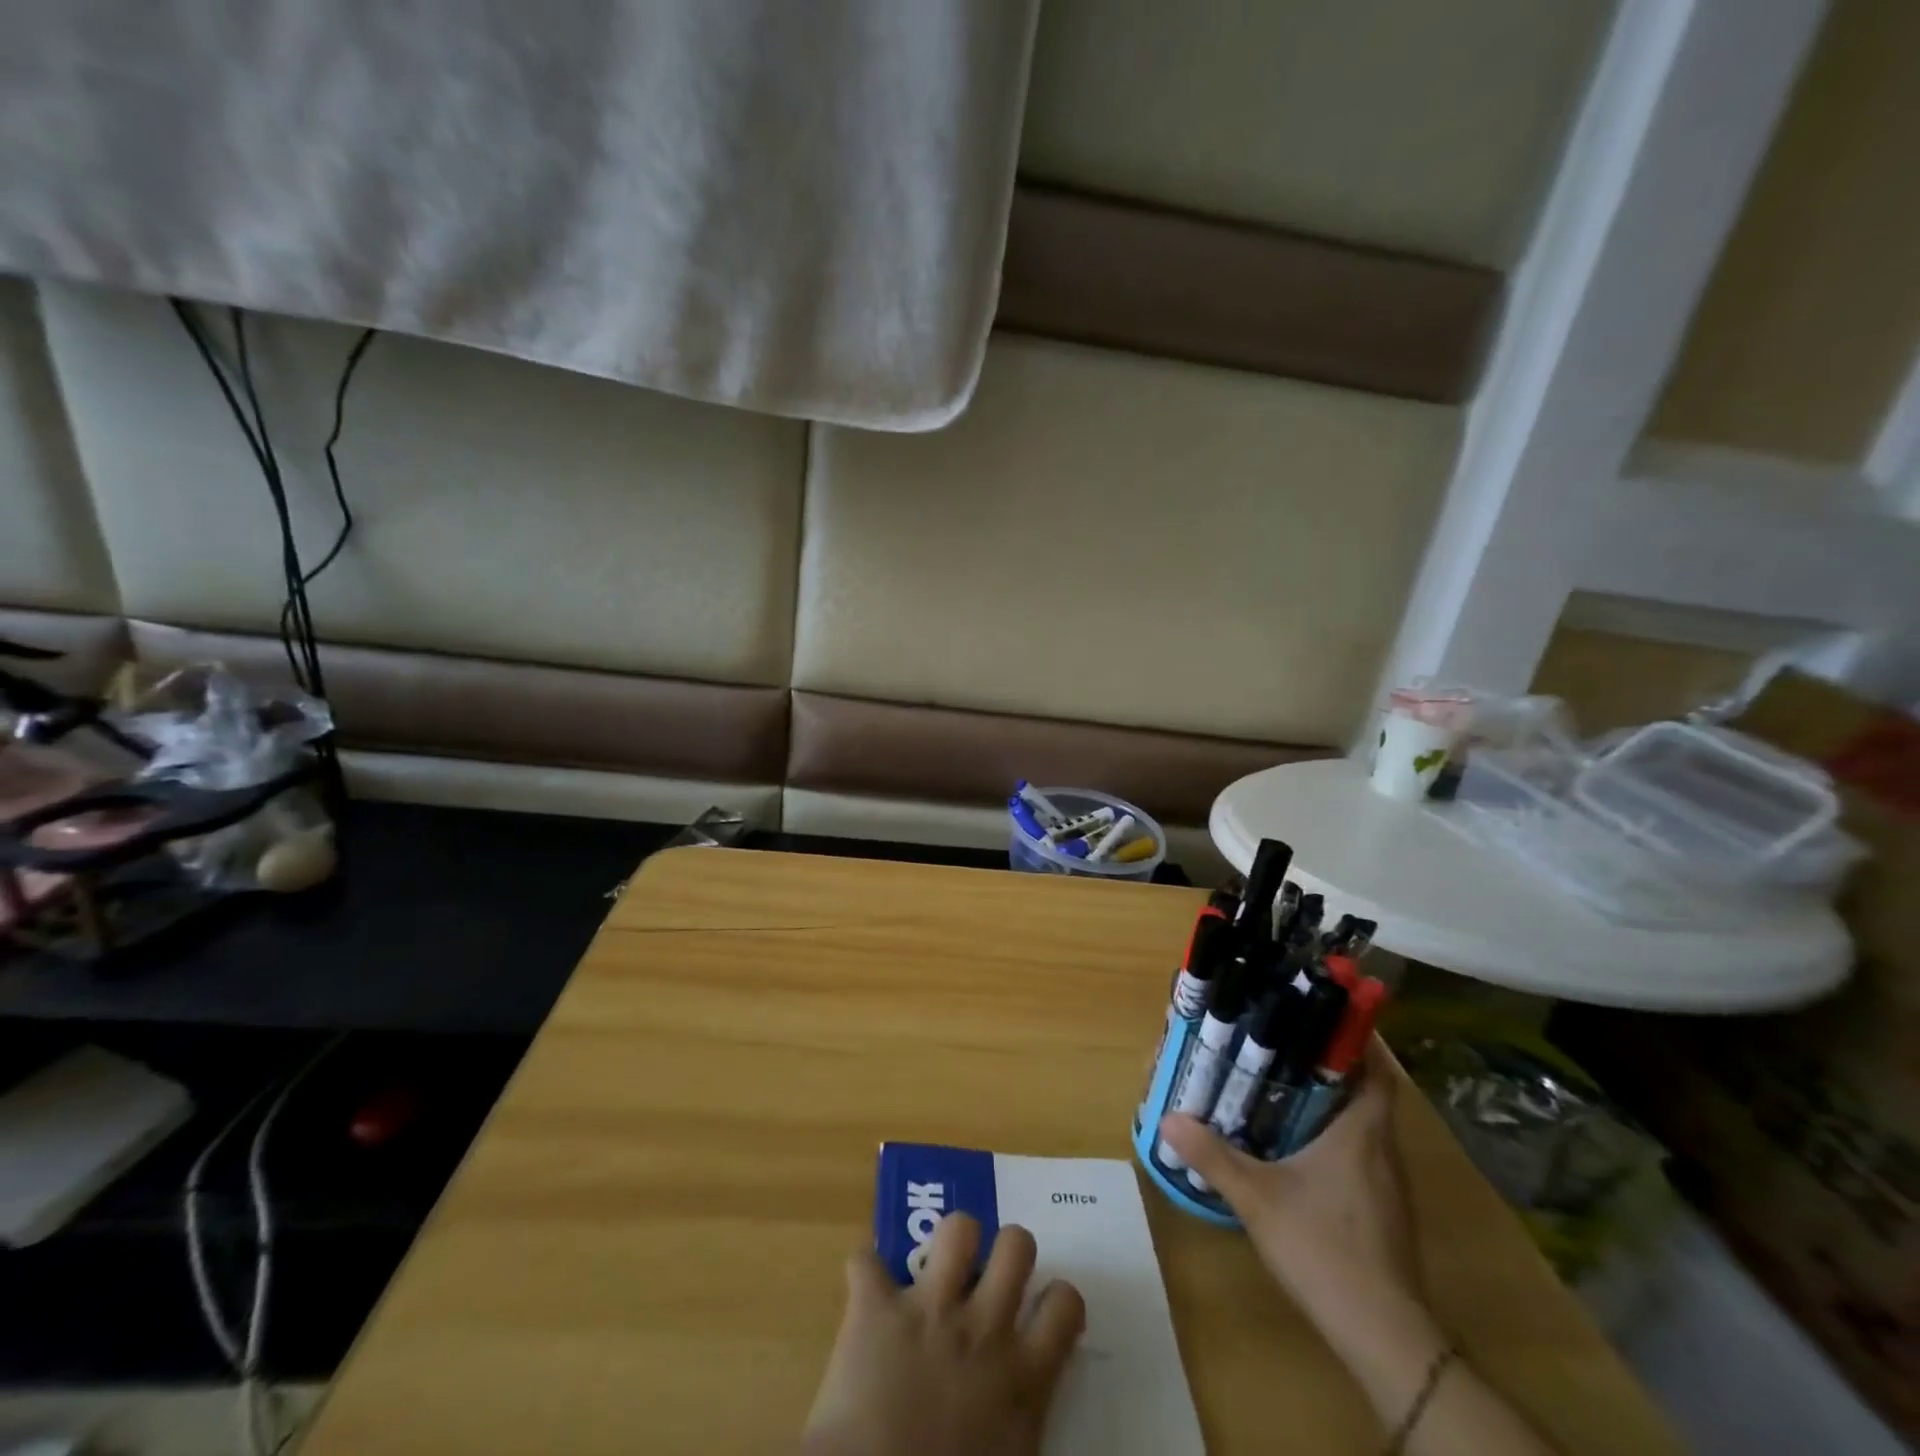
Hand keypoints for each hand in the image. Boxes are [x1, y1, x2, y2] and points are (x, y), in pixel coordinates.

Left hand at [801, 1214, 1085, 1455]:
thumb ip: (1023, 1414)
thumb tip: (1024, 1396)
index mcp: (1022, 1377)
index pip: (1064, 1303)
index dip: (1055, 1297)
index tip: (1038, 1308)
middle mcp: (983, 1328)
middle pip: (1016, 1244)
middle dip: (1005, 1249)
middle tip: (989, 1277)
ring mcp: (929, 1309)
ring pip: (957, 1228)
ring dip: (948, 1241)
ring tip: (938, 1266)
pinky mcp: (876, 1308)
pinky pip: (866, 1260)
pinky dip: (865, 1270)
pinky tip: (866, 1289)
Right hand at [1157, 1039, 1430, 1359]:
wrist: (1382, 1335)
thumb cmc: (1324, 1248)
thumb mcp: (1257, 1198)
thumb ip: (1213, 1156)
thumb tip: (1167, 1118)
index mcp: (1362, 1133)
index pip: (1376, 1071)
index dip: (1355, 1041)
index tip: (1318, 1020)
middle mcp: (1383, 1151)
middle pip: (1366, 1093)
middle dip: (1329, 1068)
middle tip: (1282, 1049)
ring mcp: (1388, 1186)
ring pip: (1364, 1126)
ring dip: (1332, 1105)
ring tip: (1283, 1090)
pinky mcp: (1383, 1213)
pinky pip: (1361, 1157)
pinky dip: (1335, 1140)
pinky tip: (1299, 1150)